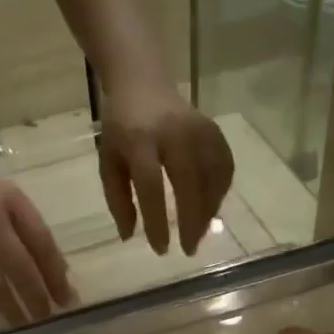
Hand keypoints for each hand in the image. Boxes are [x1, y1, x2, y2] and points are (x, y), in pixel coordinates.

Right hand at [0, 155, 73, 323]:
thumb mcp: (4, 195)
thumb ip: (28, 228)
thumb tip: (57, 273)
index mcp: (9, 200)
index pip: (41, 242)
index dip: (55, 274)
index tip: (66, 299)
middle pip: (18, 266)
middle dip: (35, 297)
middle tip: (44, 318)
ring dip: (9, 307)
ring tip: (21, 322)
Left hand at [98, 82, 235, 256]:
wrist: (143, 84)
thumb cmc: (121, 130)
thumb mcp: (108, 163)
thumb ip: (117, 199)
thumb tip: (130, 236)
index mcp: (139, 141)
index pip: (151, 186)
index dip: (157, 221)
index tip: (161, 249)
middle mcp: (173, 133)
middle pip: (189, 183)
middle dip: (191, 221)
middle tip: (189, 249)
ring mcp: (198, 128)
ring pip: (212, 176)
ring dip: (209, 211)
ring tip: (199, 234)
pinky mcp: (214, 130)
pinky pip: (224, 166)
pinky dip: (220, 192)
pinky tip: (211, 209)